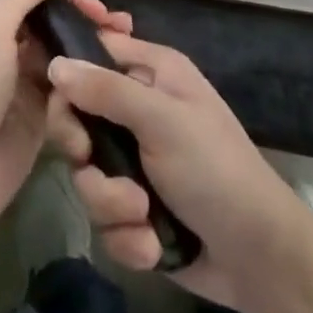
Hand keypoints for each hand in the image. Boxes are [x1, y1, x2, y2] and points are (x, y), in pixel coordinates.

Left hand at [0, 0, 131, 242]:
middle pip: (45, 17)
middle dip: (78, 12)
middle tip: (112, 18)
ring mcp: (18, 79)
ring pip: (59, 50)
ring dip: (88, 42)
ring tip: (123, 37)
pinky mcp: (38, 113)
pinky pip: (66, 85)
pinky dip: (86, 75)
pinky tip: (113, 69)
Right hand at [45, 25, 312, 312]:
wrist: (258, 257)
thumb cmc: (214, 168)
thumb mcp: (161, 119)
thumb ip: (106, 90)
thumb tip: (54, 63)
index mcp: (151, 72)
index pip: (92, 55)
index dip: (70, 76)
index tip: (61, 103)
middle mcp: (139, 111)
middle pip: (77, 119)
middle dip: (83, 151)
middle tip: (89, 160)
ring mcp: (135, 162)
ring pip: (87, 174)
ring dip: (110, 202)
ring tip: (142, 215)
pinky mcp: (135, 210)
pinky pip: (104, 217)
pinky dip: (126, 235)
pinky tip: (153, 245)